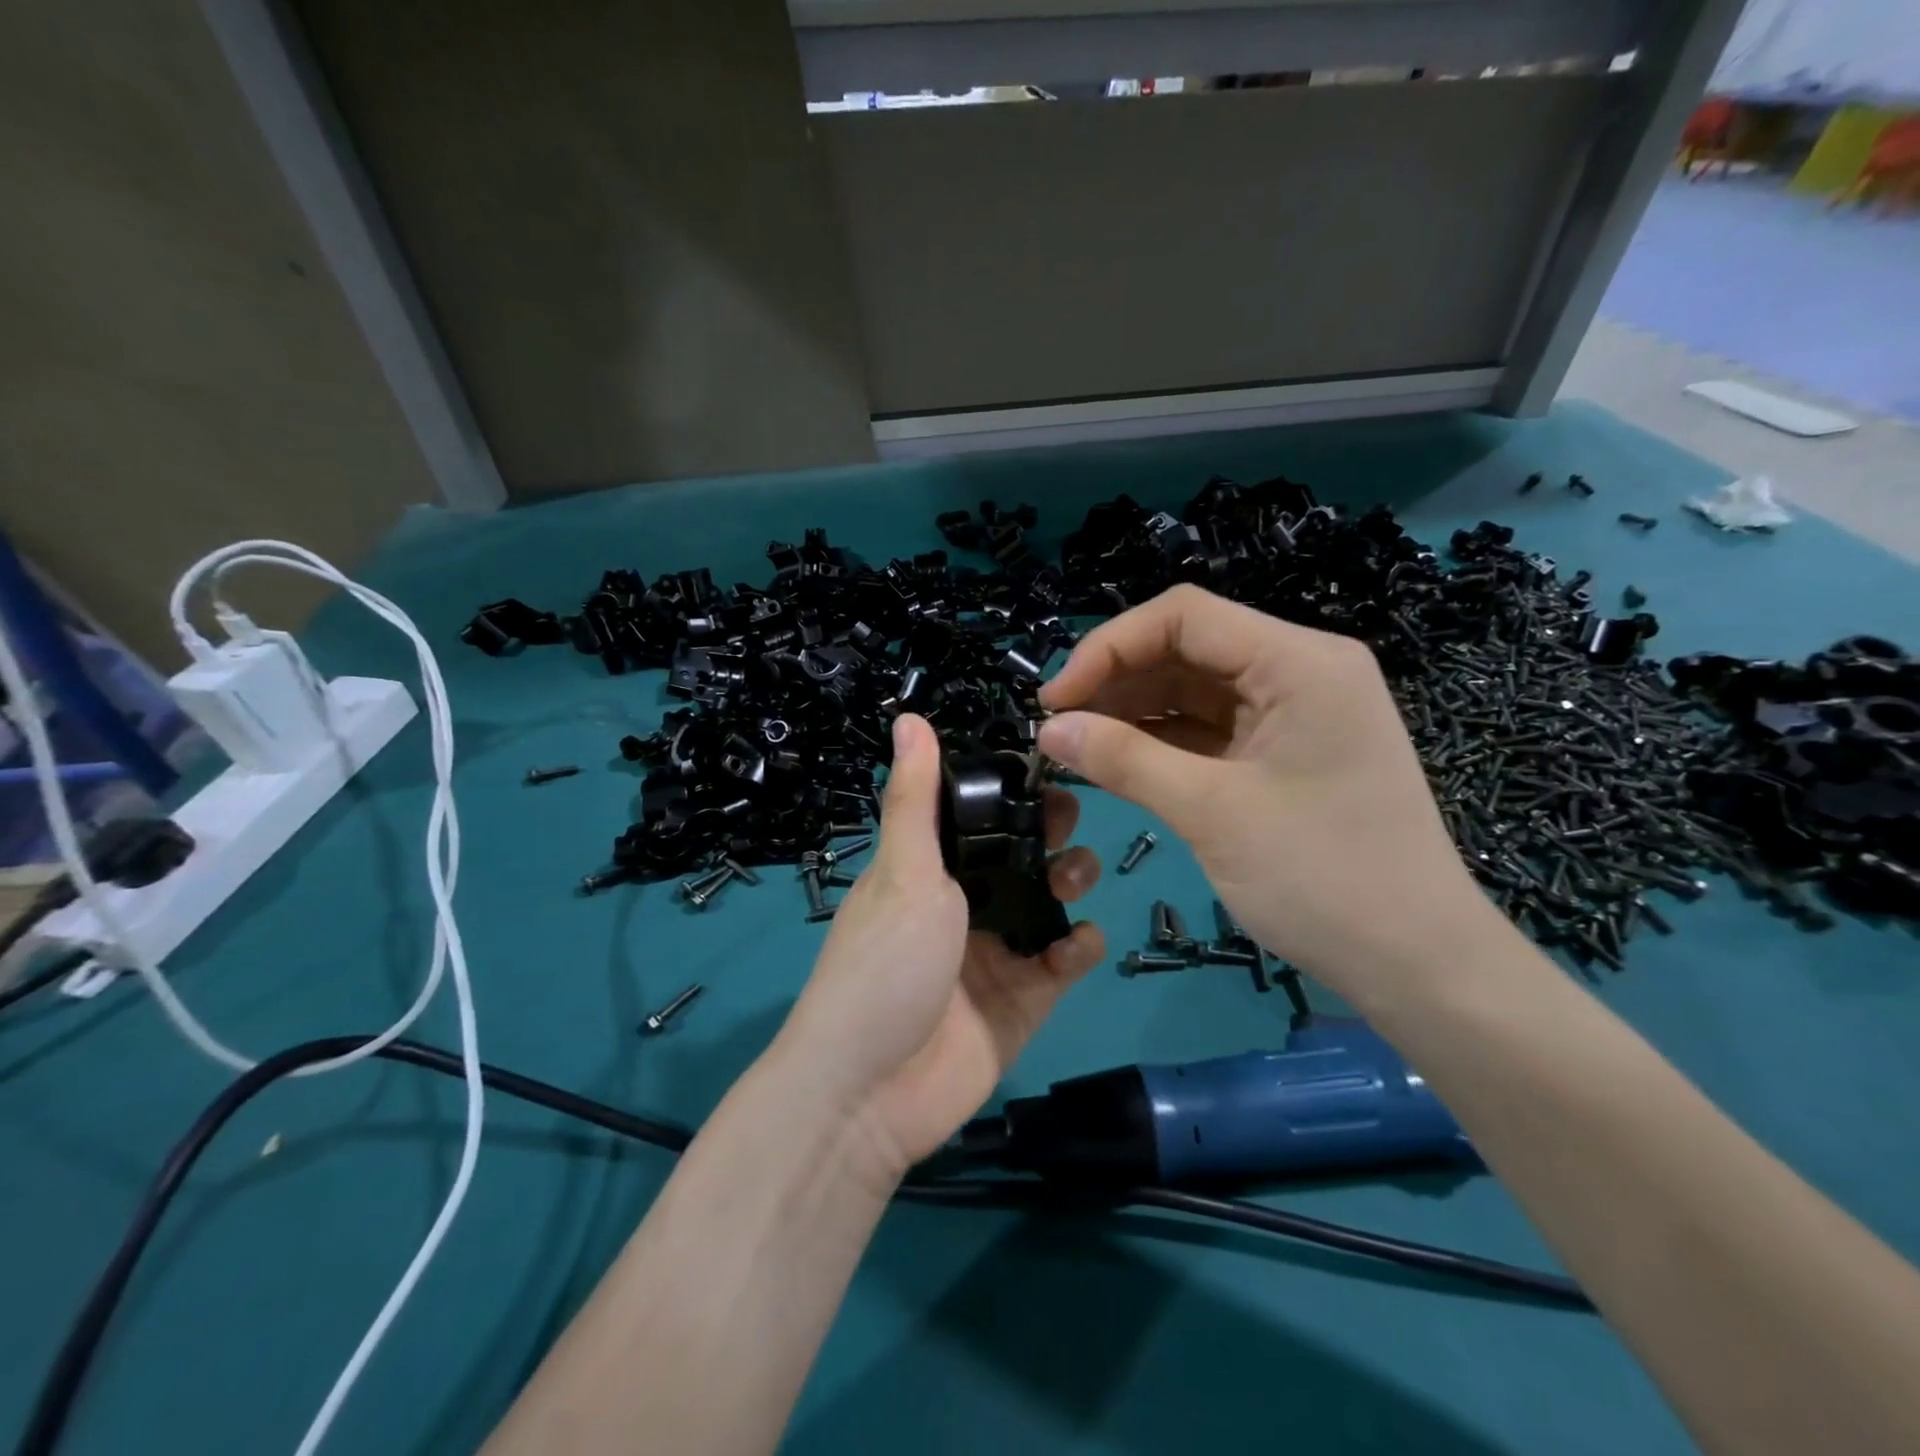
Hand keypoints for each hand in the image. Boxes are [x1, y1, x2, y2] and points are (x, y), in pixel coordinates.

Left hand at [777, 714, 1103, 1182]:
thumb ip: (915, 798)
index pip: (978, 817)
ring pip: (1047, 905)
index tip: (1048, 770)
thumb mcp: (902, 872)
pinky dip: (1078, 948)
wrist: (870, 1092)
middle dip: (1048, 835)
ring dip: (1070, 883)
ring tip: (1077, 877)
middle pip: (1019, 857)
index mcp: (928, 871)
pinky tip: (1078, 943)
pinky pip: (1062, 963)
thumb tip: (908, 716)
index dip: (1011, 793)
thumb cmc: (884, 964)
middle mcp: (963, 906)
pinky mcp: (1023, 1002)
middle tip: (1071, 822)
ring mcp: (995, 955)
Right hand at [1037, 585, 1486, 1000]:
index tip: (1056, 700)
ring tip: (1076, 744)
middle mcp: (1299, 671)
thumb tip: (1049, 729)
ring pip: (1195, 689)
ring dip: (1133, 711)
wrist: (1419, 965)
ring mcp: (1295, 713)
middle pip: (1188, 648)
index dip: (1109, 647)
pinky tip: (1117, 759)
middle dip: (1117, 680)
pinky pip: (1211, 729)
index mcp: (1299, 662)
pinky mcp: (1285, 753)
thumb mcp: (1211, 812)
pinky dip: (1162, 741)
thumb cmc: (1324, 880)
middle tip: (1058, 726)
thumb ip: (1124, 760)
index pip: (1184, 616)